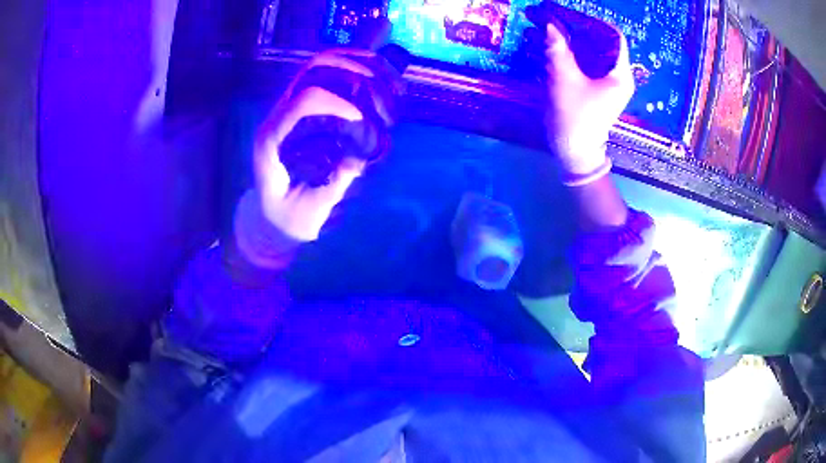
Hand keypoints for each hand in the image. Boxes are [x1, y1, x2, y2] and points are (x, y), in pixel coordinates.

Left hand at [251, 50, 389, 241]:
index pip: (301, 102)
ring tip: (393, 81)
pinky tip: (384, 79)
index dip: (333, 102)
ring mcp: (293, 105)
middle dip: (352, 69)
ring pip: (325, 64)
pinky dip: (360, 71)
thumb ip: (332, 186)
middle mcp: (280, 113)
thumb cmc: (287, 215)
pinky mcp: (306, 108)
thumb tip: (359, 160)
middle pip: (313, 69)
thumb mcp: (308, 211)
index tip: (361, 118)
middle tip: (384, 86)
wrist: (271, 213)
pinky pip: (332, 75)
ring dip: (362, 64)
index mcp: (273, 138)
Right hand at [544, 21, 633, 183]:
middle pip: (604, 43)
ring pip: (595, 52)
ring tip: (555, 32)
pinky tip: (558, 48)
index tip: (572, 17)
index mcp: (620, 75)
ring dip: (575, 41)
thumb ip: (558, 50)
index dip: (594, 23)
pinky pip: (588, 62)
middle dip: (582, 30)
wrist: (573, 152)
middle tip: (558, 22)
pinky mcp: (597, 87)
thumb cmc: (574, 118)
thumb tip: (550, 24)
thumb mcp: (564, 81)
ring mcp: (608, 83)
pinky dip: (574, 53)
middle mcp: (618, 76)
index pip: (615, 37)